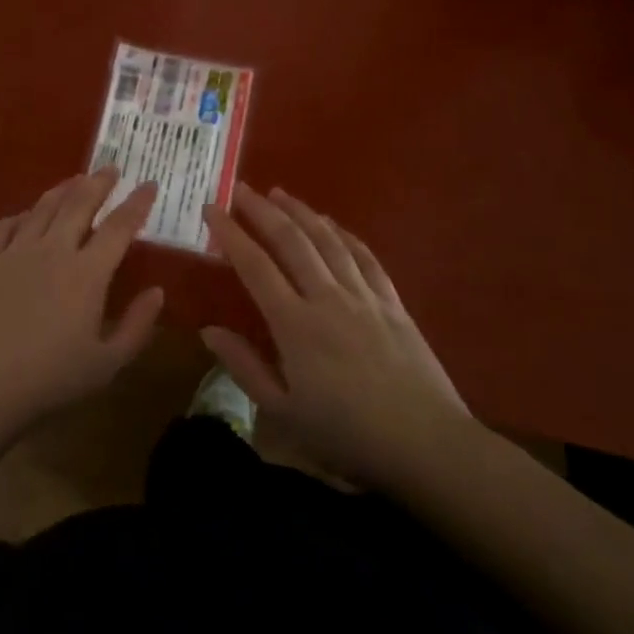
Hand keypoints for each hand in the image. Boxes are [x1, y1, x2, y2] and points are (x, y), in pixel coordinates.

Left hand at [0, 168, 164, 436]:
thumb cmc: (47, 381)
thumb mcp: (106, 364)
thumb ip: (137, 326)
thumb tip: (158, 292)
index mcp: (87, 274)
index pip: (119, 226)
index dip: (137, 203)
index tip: (149, 185)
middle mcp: (53, 250)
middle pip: (79, 204)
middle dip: (99, 182)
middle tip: (111, 168)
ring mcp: (14, 252)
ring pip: (43, 208)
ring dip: (63, 190)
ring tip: (75, 180)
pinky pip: (5, 226)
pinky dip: (21, 215)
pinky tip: (25, 215)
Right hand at [201, 185, 470, 492]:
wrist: (425, 444)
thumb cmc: (347, 435)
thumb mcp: (283, 413)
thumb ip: (244, 367)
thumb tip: (208, 330)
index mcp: (294, 325)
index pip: (255, 266)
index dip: (230, 233)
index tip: (211, 209)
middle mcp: (327, 297)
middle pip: (291, 241)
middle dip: (262, 211)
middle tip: (240, 189)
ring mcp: (363, 296)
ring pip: (327, 240)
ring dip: (301, 212)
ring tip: (279, 193)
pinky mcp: (392, 302)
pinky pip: (365, 256)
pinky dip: (344, 234)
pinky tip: (332, 224)